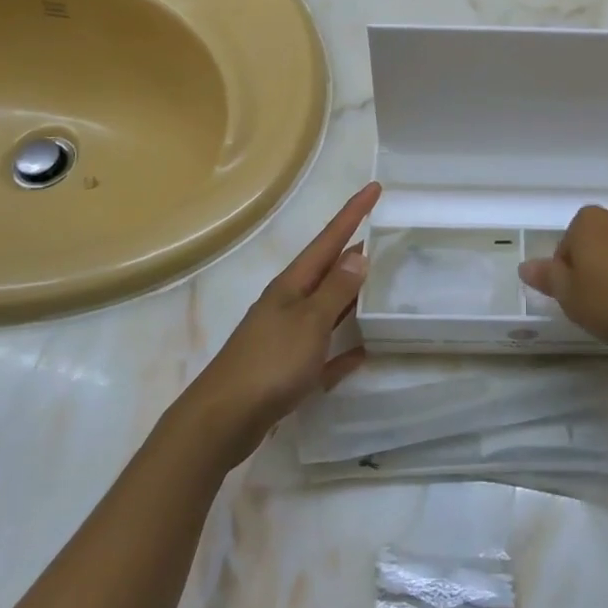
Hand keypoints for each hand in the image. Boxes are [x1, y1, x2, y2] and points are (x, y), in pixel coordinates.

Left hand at [182, 181, 378, 464]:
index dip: (353, 212)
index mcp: (292, 286)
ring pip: (326, 308)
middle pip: (327, 271)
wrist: (223, 420)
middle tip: (385, 236)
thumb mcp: (309, 321)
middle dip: (353, 252)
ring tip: (379, 285)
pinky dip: (342, 350)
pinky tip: (362, 353)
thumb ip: (335, 289)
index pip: (329, 239)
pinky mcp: (287, 371)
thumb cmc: (269, 363)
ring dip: (350, 297)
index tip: (375, 187)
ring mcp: (286, 337)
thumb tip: (357, 253)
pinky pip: (323, 354)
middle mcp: (288, 304)